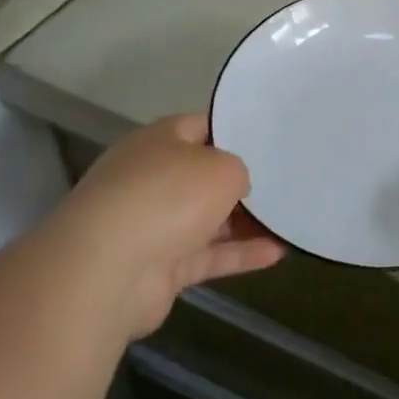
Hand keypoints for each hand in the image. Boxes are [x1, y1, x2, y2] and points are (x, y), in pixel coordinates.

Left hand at [42, 115, 284, 338]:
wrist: (108, 270)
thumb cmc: (168, 197)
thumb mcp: (222, 167)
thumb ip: (238, 170)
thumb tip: (235, 188)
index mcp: (158, 142)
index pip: (201, 127)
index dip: (235, 132)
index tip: (270, 141)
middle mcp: (151, 179)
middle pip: (204, 176)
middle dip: (241, 182)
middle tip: (285, 182)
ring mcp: (152, 225)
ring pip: (207, 219)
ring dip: (245, 222)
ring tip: (289, 220)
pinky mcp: (158, 268)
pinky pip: (207, 255)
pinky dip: (239, 255)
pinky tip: (278, 254)